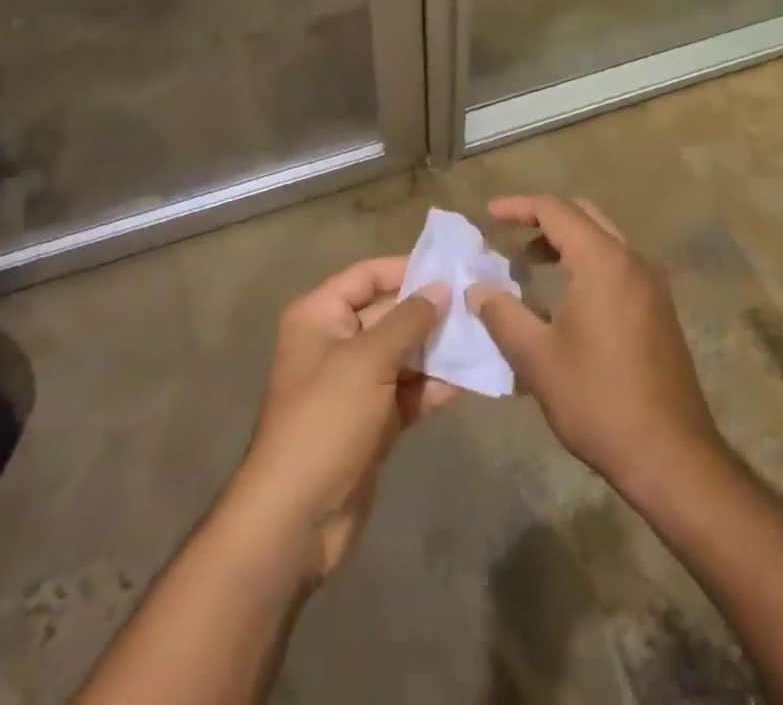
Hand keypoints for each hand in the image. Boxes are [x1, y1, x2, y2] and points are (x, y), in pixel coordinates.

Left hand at [233, 257, 453, 581]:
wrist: (297, 517)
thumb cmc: (326, 419)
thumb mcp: (368, 360)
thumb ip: (408, 320)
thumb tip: (442, 288)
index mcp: (320, 316)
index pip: (366, 276)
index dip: (406, 268)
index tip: (450, 266)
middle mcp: (335, 342)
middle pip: (388, 313)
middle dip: (430, 309)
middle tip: (479, 301)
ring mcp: (354, 384)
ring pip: (402, 353)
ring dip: (438, 347)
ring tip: (484, 334)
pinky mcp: (372, 421)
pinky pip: (407, 390)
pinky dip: (433, 385)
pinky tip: (471, 377)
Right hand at [468, 195, 719, 495]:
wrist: (672, 457)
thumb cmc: (599, 400)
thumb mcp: (536, 359)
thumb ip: (501, 315)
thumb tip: (477, 289)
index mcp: (603, 261)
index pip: (555, 210)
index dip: (518, 207)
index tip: (488, 215)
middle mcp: (632, 262)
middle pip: (584, 216)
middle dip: (543, 218)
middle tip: (508, 234)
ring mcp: (651, 287)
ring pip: (603, 240)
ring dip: (566, 242)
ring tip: (530, 264)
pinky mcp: (659, 312)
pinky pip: (617, 266)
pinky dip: (586, 263)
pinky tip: (564, 299)